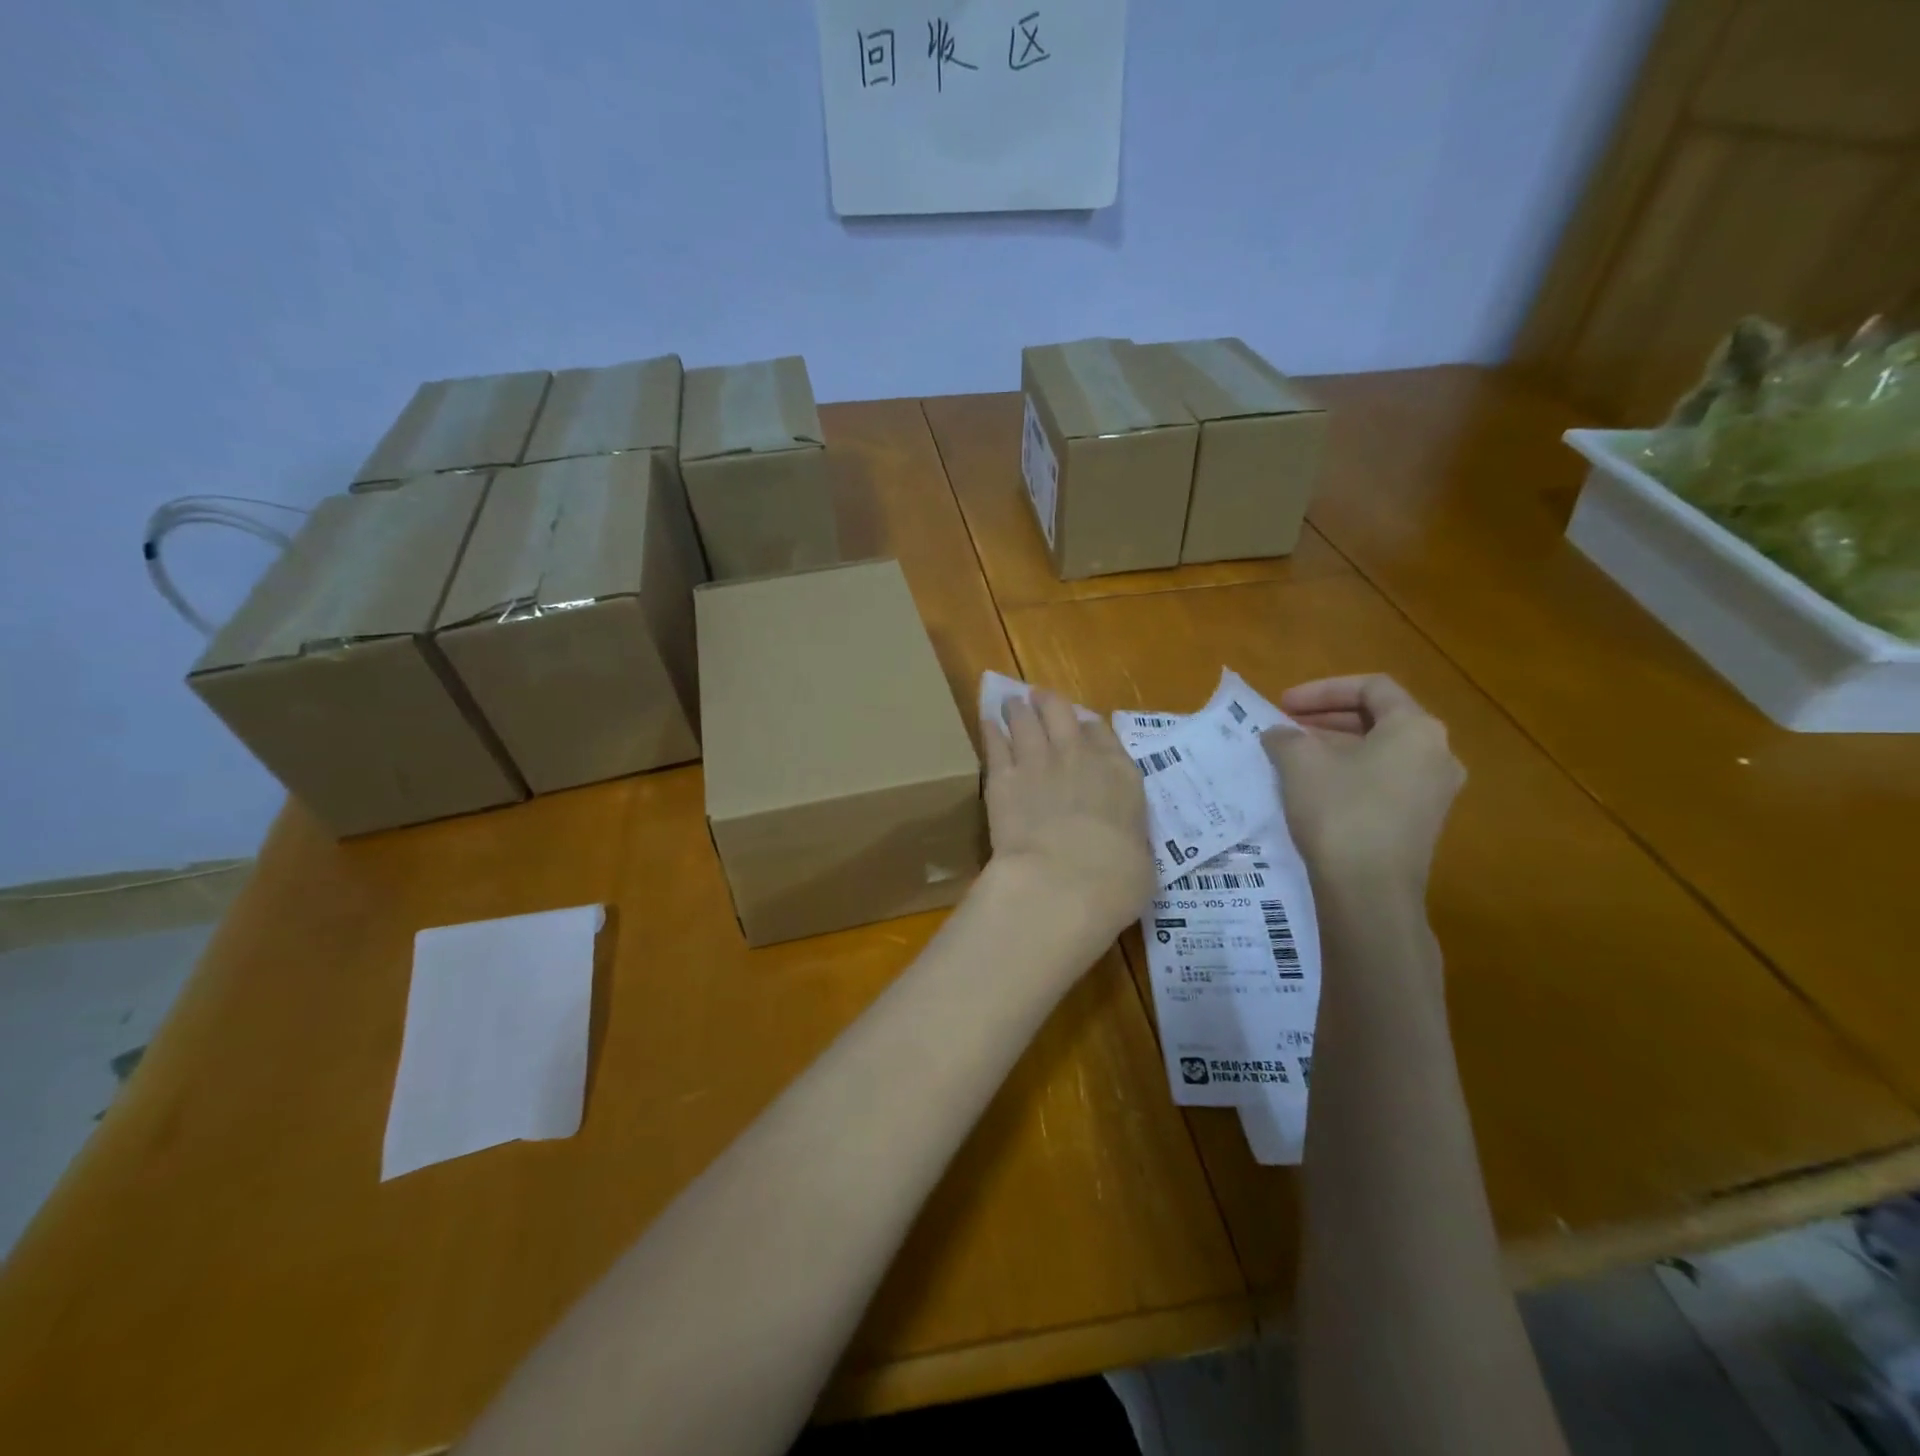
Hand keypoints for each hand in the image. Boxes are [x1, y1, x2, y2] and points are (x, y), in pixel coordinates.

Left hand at [982, 689, 1154, 942]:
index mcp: (1119, 773)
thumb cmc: (1116, 879)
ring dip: (1018, 710)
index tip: (1080, 726)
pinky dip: (991, 731)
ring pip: (1024, 720)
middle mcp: (1077, 756)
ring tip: (1011, 704)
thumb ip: (1126, 833)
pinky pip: (994, 744)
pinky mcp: (1001, 778)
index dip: (1088, 728)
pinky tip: (986, 723)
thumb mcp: (1140, 854)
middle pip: (1060, 712)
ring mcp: (1037, 762)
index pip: (1102, 733)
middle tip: (1038, 697)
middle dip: (1048, 703)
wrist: (1065, 881)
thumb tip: (1120, 841)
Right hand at [1262, 675, 1463, 902]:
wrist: (1370, 892)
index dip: (1323, 689)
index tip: (1284, 704)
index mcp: (1416, 728)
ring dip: (1337, 746)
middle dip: (1328, 718)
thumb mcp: (1300, 763)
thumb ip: (1286, 737)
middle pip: (1380, 718)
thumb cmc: (1339, 812)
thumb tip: (1279, 734)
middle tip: (1287, 727)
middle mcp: (1437, 753)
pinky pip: (1385, 781)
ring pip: (1382, 752)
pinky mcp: (1421, 823)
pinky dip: (1351, 773)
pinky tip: (1316, 789)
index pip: (1371, 687)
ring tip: (1295, 756)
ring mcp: (1434, 791)